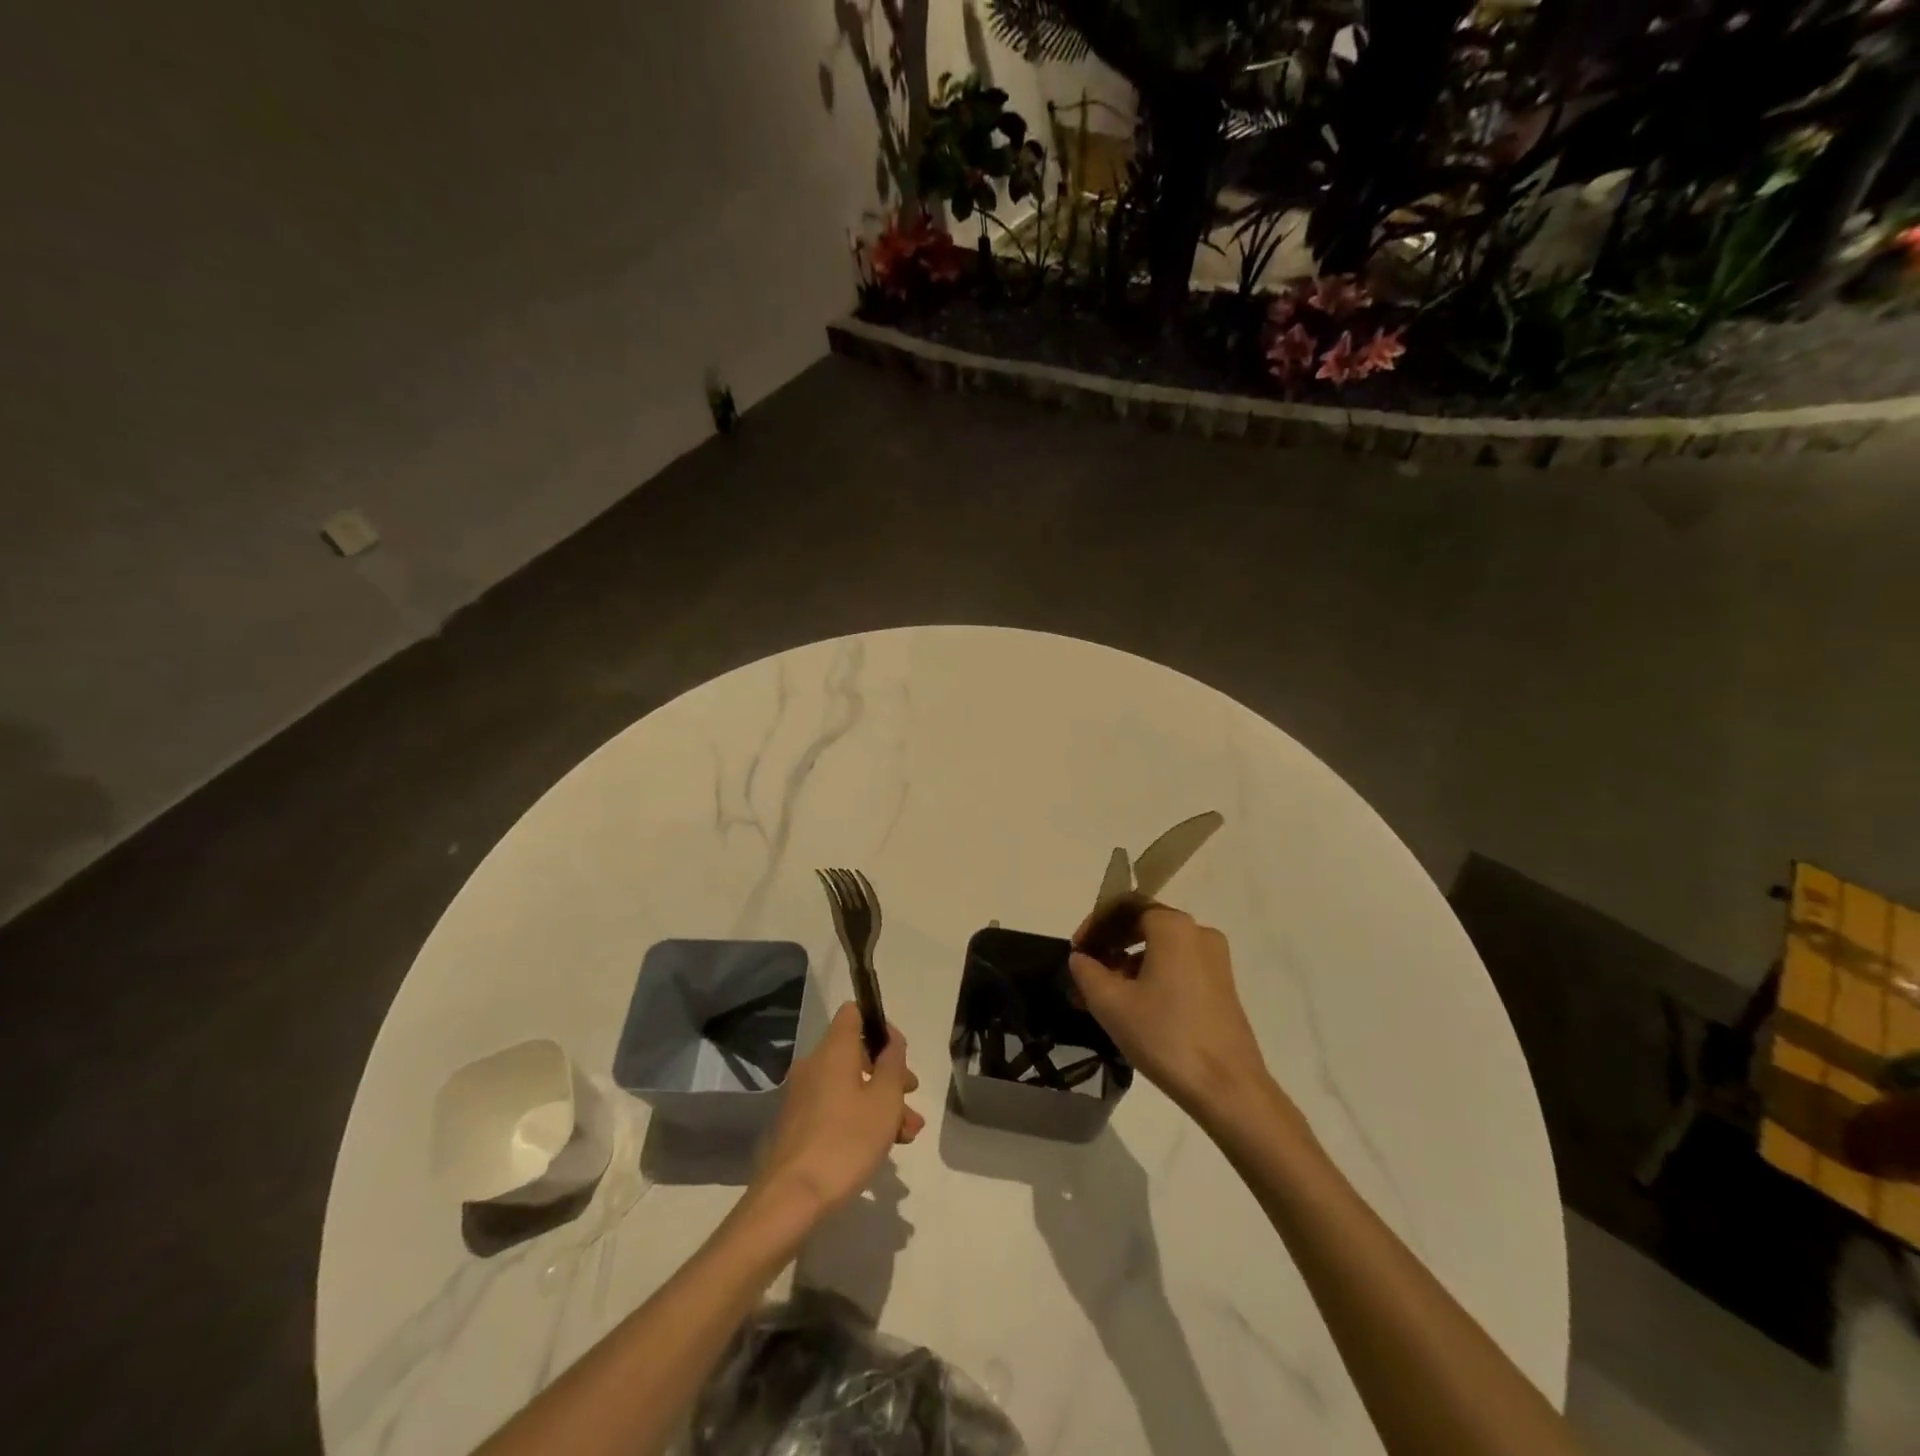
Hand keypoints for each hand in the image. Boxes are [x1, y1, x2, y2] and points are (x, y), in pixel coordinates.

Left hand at [751, 1003, 923, 1221]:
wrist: (791, 1199)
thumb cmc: (846, 1141)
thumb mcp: (885, 1100)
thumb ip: (892, 1063)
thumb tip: (891, 1040)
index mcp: (833, 1050)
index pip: (854, 1013)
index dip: (879, 1025)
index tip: (899, 1053)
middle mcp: (814, 1065)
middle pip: (856, 1053)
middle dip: (888, 1073)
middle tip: (911, 1097)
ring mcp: (802, 1096)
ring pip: (849, 1085)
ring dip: (879, 1101)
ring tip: (906, 1134)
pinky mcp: (797, 1124)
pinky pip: (835, 1107)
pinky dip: (859, 1117)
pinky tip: (881, 1146)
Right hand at [1069, 904, 1271, 1123]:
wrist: (1228, 1089)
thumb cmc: (1165, 1037)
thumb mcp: (1111, 1004)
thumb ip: (1087, 972)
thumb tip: (1080, 958)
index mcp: (1173, 926)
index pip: (1124, 907)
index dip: (1095, 924)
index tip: (1077, 952)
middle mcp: (1198, 932)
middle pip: (1143, 925)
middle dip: (1111, 945)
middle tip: (1086, 971)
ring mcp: (1215, 960)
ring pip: (1160, 948)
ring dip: (1129, 963)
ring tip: (1104, 995)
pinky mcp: (1222, 985)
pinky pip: (1178, 966)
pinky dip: (1151, 976)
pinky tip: (1134, 1006)